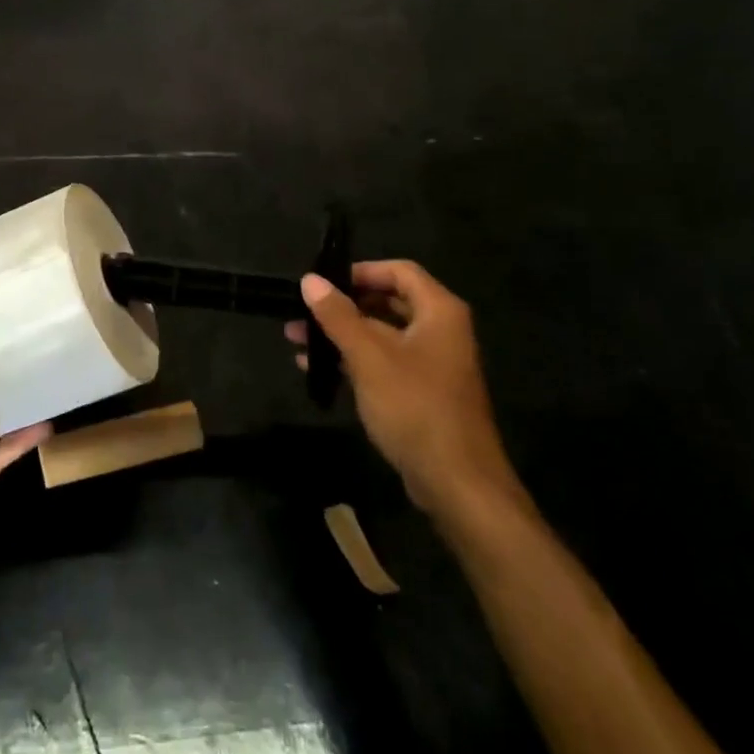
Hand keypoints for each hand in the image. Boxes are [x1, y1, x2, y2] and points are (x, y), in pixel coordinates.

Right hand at [286, 261, 519, 522]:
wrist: (457, 482)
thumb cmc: (414, 406)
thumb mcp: (368, 356)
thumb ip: (337, 316)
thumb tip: (309, 280)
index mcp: (439, 312)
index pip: (399, 271)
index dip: (360, 271)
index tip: (323, 282)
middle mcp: (440, 331)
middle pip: (388, 302)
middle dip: (343, 305)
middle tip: (303, 310)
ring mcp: (432, 364)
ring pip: (381, 335)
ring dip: (341, 334)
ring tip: (296, 339)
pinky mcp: (421, 393)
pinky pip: (383, 363)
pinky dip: (353, 360)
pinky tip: (316, 368)